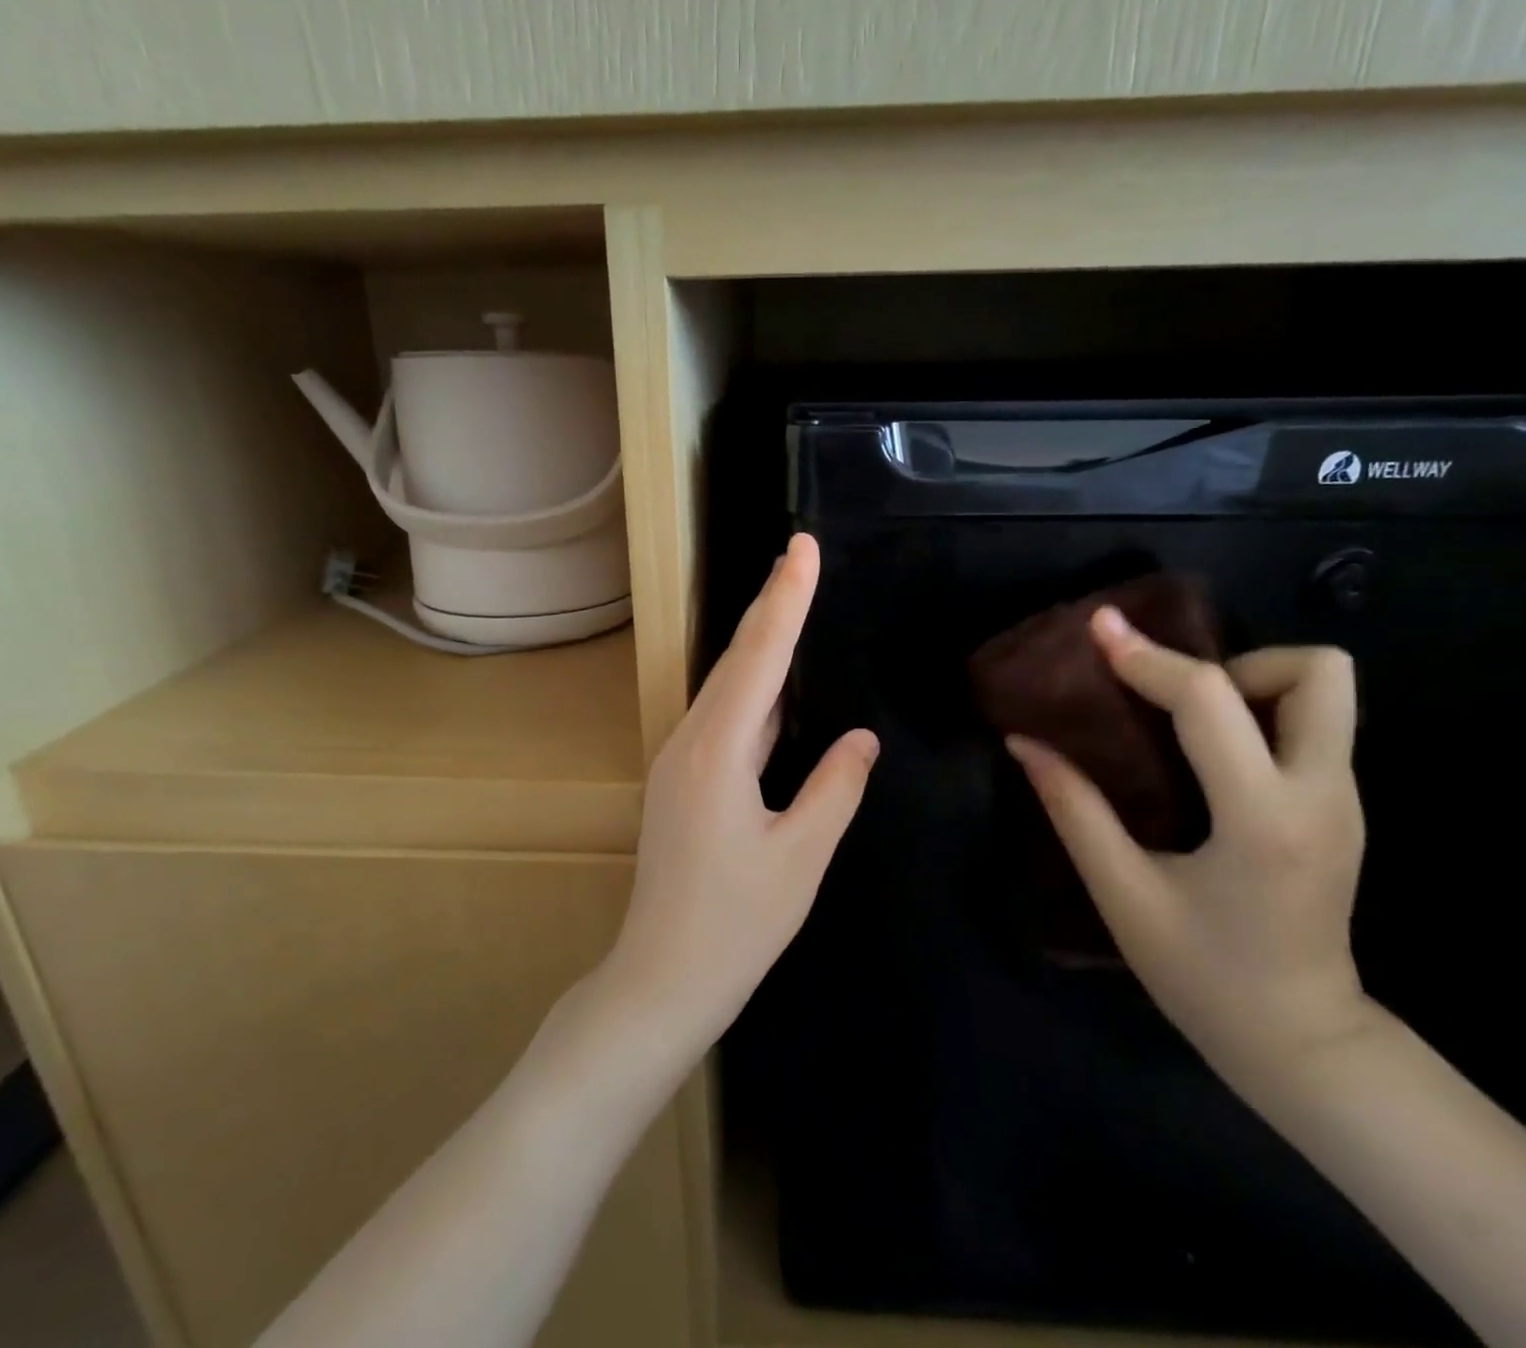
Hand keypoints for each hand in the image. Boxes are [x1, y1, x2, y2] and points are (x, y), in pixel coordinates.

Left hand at [608, 534, 878, 1057]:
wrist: (662, 978)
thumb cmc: (736, 925)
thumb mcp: (801, 857)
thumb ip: (835, 788)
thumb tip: (863, 737)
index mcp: (718, 751)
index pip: (760, 658)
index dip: (785, 599)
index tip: (801, 547)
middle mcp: (691, 741)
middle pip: (738, 660)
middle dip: (772, 604)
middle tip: (800, 554)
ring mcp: (681, 759)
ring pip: (729, 687)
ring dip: (762, 643)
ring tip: (793, 599)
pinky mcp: (683, 779)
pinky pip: (725, 718)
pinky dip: (755, 688)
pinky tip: (776, 681)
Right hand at [1008, 607, 1375, 1090]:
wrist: (1302, 1043)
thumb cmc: (1203, 976)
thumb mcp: (1123, 893)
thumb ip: (1073, 809)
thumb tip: (1024, 743)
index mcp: (1262, 818)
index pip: (1210, 701)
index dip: (1147, 658)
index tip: (1100, 630)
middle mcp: (1322, 795)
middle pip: (1318, 672)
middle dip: (1235, 662)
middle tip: (1173, 697)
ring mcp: (1344, 801)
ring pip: (1326, 693)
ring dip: (1250, 684)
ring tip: (1184, 721)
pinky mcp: (1342, 809)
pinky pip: (1311, 725)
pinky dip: (1256, 713)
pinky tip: (1203, 752)